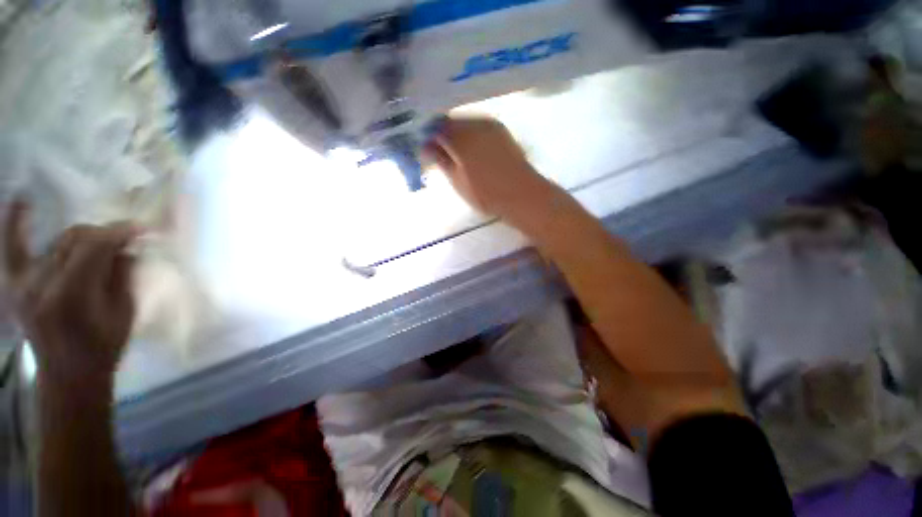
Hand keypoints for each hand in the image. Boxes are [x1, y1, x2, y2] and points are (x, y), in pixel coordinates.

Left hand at [4, 200, 136, 385]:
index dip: (120, 232)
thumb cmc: (103, 347)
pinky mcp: (14, 283)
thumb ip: (122, 275)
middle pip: (75, 239)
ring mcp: (23, 282)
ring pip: (57, 242)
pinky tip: (22, 199)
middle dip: (104, 235)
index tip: (143, 228)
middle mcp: (40, 284)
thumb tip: (127, 246)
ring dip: (83, 239)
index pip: (94, 247)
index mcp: (70, 296)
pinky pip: (13, 246)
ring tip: (100, 247)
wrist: (68, 374)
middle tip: (125, 242)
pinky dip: (16, 222)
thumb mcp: (123, 314)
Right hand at [423, 117, 556, 224]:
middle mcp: (474, 123)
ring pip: (465, 122)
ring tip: (456, 154)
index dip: (428, 138)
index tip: (426, 152)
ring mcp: (490, 124)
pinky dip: (470, 135)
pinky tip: (472, 150)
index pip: (436, 128)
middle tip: (440, 154)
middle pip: (451, 122)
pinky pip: (479, 126)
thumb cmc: (486, 194)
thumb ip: (441, 160)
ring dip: (457, 134)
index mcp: (460, 137)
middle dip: (442, 135)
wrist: (522, 194)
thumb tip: (426, 147)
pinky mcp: (501, 130)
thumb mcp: (457, 181)